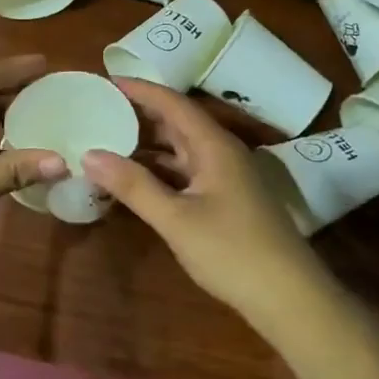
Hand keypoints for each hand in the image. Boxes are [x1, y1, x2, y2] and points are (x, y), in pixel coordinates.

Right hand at [84, 79, 329, 324]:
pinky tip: (135, 179)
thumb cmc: (232, 252)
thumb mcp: (176, 219)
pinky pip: (186, 173)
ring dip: (148, 145)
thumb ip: (133, 186)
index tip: (106, 80)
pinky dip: (159, 170)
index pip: (173, 103)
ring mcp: (226, 178)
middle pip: (177, 123)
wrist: (289, 298)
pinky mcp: (226, 200)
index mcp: (214, 146)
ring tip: (109, 140)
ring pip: (181, 150)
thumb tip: (89, 154)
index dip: (141, 89)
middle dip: (140, 114)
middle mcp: (221, 153)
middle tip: (100, 110)